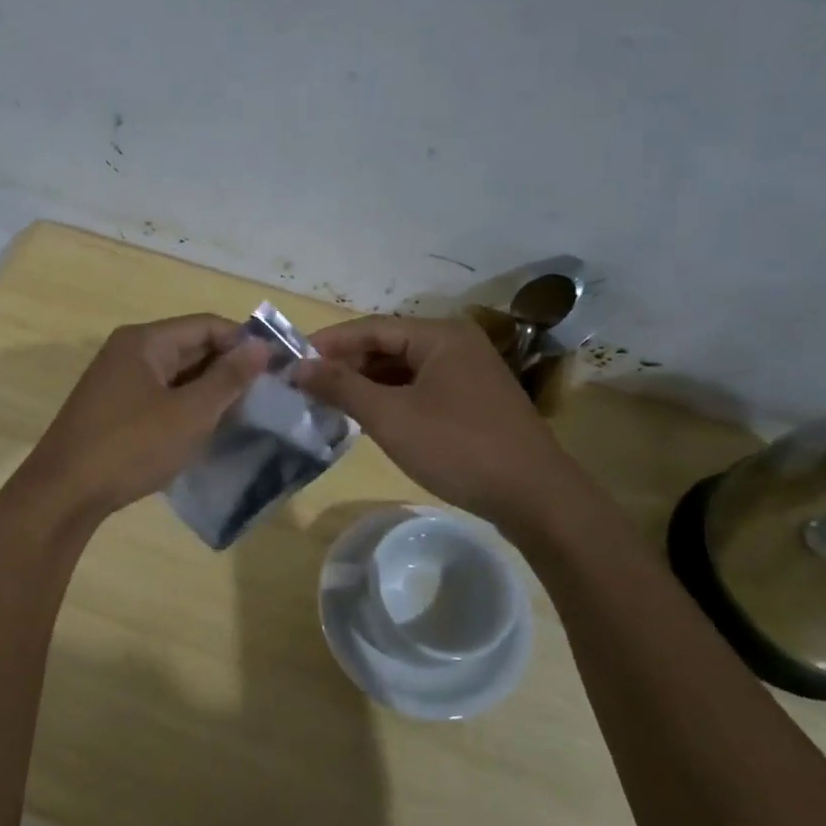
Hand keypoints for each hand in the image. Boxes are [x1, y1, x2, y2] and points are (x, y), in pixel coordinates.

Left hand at [11, 314, 269, 525]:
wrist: (63, 494)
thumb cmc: (131, 447)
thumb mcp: (190, 413)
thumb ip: (228, 378)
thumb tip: (261, 347)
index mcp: (146, 341)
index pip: (207, 325)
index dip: (245, 342)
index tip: (279, 368)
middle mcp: (129, 351)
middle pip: (191, 346)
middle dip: (229, 368)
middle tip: (267, 395)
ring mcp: (117, 381)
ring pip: (176, 374)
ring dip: (209, 390)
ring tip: (244, 414)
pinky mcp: (113, 409)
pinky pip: (160, 396)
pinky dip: (186, 407)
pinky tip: (206, 429)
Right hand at [294, 316, 560, 520]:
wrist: (535, 498)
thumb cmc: (458, 448)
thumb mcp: (391, 417)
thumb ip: (342, 387)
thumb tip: (298, 367)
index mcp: (439, 335)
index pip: (370, 327)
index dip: (328, 343)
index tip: (290, 360)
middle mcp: (455, 344)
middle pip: (387, 345)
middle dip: (345, 364)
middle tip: (305, 385)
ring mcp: (468, 373)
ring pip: (403, 369)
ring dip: (366, 383)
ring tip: (327, 402)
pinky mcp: (473, 401)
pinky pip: (420, 388)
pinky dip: (390, 398)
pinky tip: (367, 417)